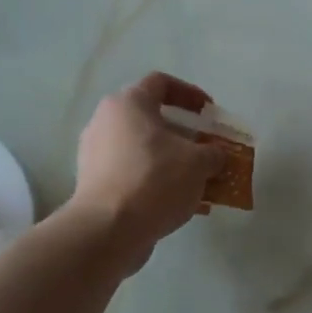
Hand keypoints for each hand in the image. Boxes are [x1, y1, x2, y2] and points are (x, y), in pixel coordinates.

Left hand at [69, 72, 225, 269]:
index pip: (161, 83)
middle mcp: (106, 122)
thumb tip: (216, 154)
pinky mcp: (95, 184)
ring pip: (144, 150)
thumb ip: (213, 152)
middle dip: (185, 135)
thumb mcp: (198, 163)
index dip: (190, 94)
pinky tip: (182, 204)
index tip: (210, 112)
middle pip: (152, 119)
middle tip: (207, 149)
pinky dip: (158, 182)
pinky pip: (133, 174)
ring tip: (200, 182)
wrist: (108, 229)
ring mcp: (96, 154)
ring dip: (174, 162)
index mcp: (128, 104)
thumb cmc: (155, 180)